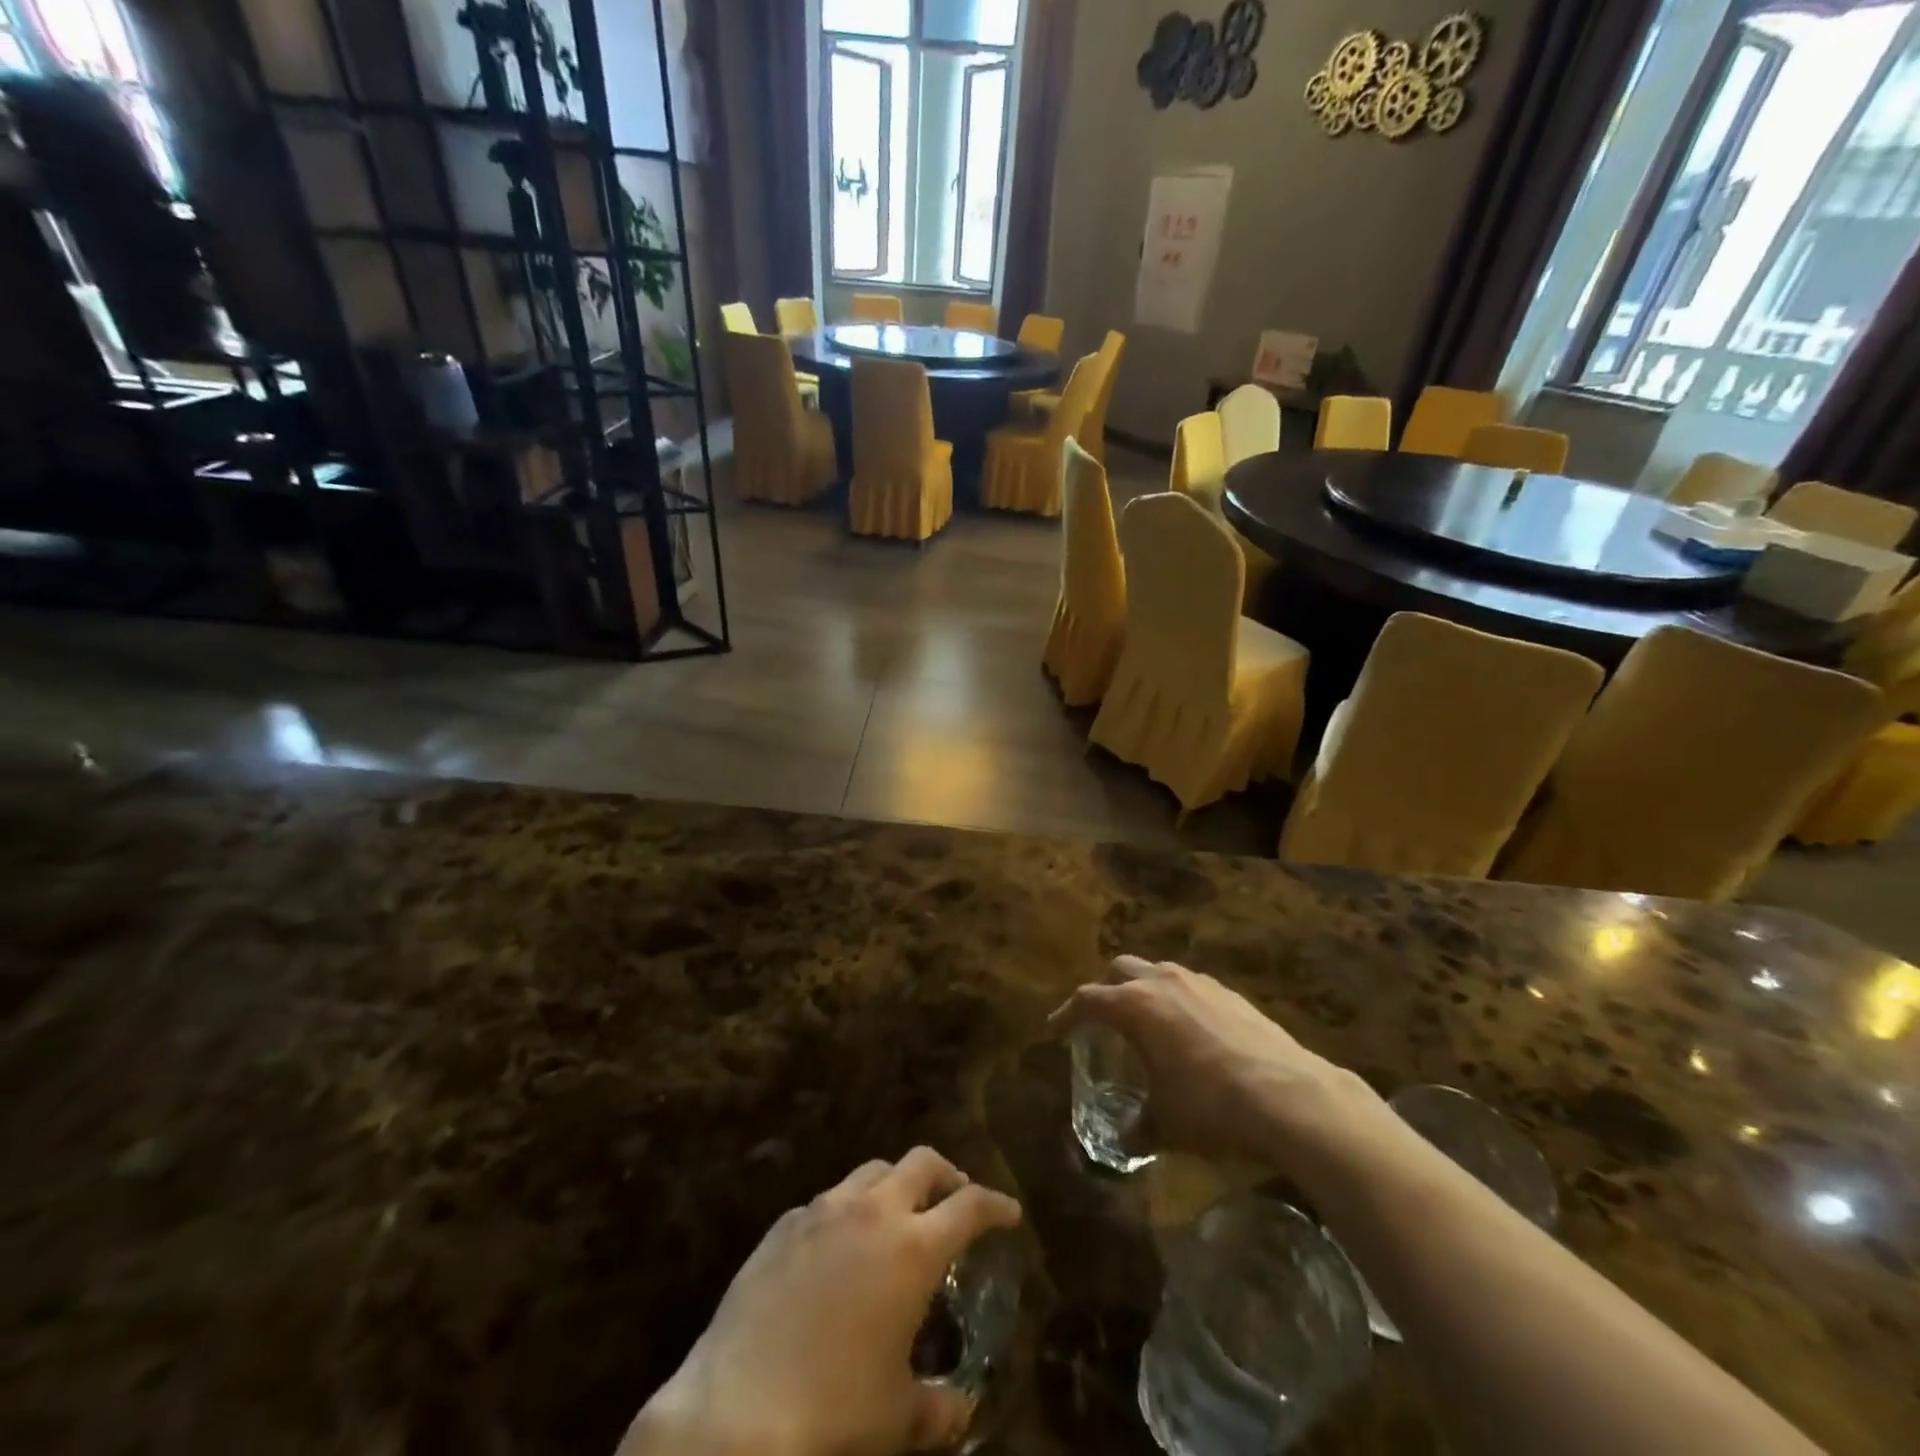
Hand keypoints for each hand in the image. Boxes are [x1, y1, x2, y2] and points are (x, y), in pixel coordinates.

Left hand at [623, 1149, 1021, 1455]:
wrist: (734, 1412)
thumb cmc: (832, 1413)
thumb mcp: (897, 1418)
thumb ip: (941, 1408)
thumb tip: (962, 1408)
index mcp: (912, 1248)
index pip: (970, 1205)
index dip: (996, 1205)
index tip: (1009, 1213)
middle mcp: (873, 1212)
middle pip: (922, 1162)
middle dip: (947, 1175)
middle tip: (955, 1200)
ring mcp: (824, 1210)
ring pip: (873, 1170)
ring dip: (896, 1185)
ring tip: (898, 1218)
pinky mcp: (785, 1223)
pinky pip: (828, 1200)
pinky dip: (848, 1211)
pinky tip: (840, 1249)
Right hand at [1050, 956, 1394, 1182]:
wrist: (1291, 1096)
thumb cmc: (1211, 1105)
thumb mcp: (1166, 1123)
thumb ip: (1139, 1126)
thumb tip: (1127, 1139)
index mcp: (1136, 1005)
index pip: (1088, 999)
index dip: (1067, 1015)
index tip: (1055, 1030)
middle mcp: (1164, 982)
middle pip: (1121, 970)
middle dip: (1107, 991)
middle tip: (1103, 1022)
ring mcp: (1201, 984)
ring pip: (1159, 973)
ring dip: (1145, 992)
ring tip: (1148, 1027)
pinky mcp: (1232, 995)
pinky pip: (1191, 988)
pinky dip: (1179, 1003)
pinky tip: (1192, 1036)